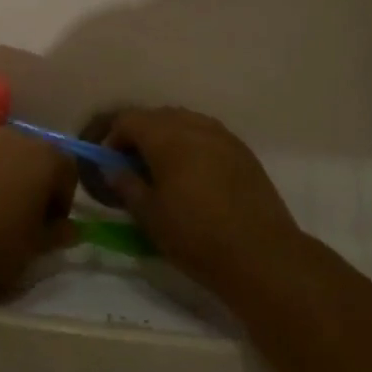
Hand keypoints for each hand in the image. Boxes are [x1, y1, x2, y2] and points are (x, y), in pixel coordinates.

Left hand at [0, 129, 76, 296]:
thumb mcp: (35, 248)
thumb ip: (58, 234)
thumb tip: (71, 229)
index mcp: (43, 157)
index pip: (68, 170)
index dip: (63, 199)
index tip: (50, 226)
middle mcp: (13, 138)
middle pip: (34, 156)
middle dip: (34, 182)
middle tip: (23, 217)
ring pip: (2, 155)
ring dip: (4, 177)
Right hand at [105, 108, 304, 300]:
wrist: (261, 255)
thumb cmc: (196, 236)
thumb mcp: (150, 216)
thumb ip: (127, 186)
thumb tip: (112, 169)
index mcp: (166, 137)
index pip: (129, 120)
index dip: (113, 138)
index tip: (109, 163)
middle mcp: (194, 125)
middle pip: (157, 116)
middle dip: (140, 134)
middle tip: (133, 166)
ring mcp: (222, 135)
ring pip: (185, 122)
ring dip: (168, 137)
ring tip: (164, 169)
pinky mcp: (243, 151)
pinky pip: (208, 135)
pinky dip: (193, 144)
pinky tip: (194, 174)